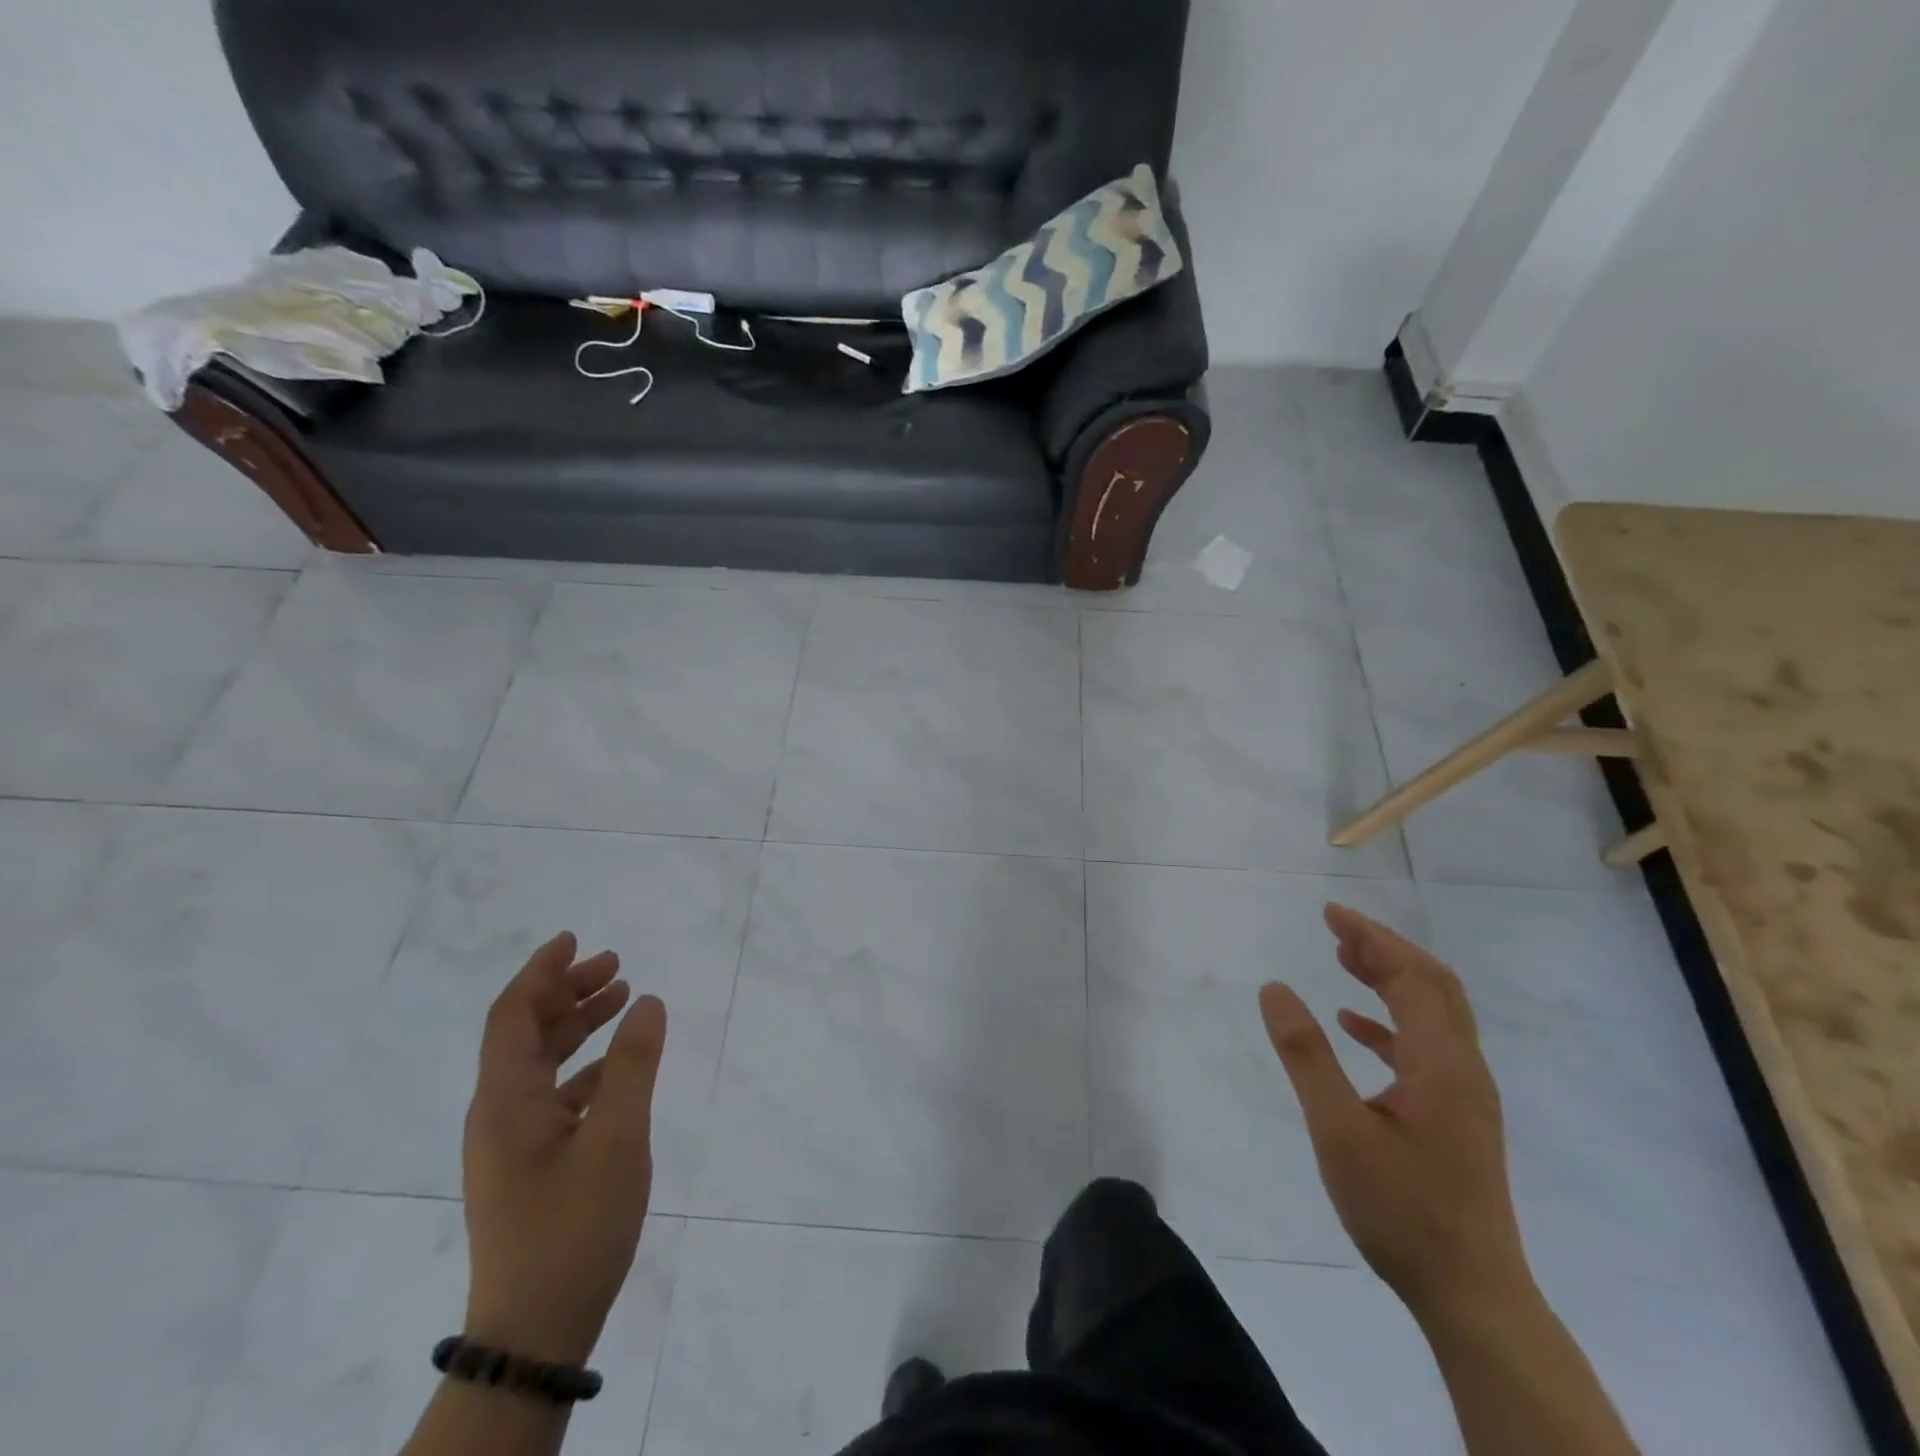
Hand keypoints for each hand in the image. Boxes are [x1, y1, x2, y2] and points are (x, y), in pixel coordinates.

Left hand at [461, 931, 667, 1364]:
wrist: (535, 1330)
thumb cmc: (573, 1226)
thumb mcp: (617, 1139)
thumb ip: (634, 1065)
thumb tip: (647, 1000)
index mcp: (506, 1100)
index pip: (511, 1015)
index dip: (541, 971)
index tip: (575, 938)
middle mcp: (499, 1113)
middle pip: (525, 1032)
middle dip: (567, 991)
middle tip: (615, 964)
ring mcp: (511, 1142)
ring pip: (540, 1063)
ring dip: (577, 1025)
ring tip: (622, 999)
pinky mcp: (529, 1166)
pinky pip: (554, 1095)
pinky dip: (585, 1067)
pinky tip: (619, 1068)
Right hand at [1260, 905, 1530, 1320]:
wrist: (1471, 1295)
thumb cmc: (1401, 1210)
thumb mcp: (1339, 1130)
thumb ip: (1306, 1055)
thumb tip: (1274, 988)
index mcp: (1442, 1063)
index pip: (1414, 976)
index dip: (1373, 939)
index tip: (1330, 914)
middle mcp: (1463, 1069)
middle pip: (1433, 986)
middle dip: (1386, 949)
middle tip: (1336, 928)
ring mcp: (1464, 1094)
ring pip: (1432, 1014)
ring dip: (1391, 979)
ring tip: (1344, 960)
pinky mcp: (1456, 1117)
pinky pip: (1425, 1048)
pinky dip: (1390, 1022)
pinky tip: (1354, 1026)